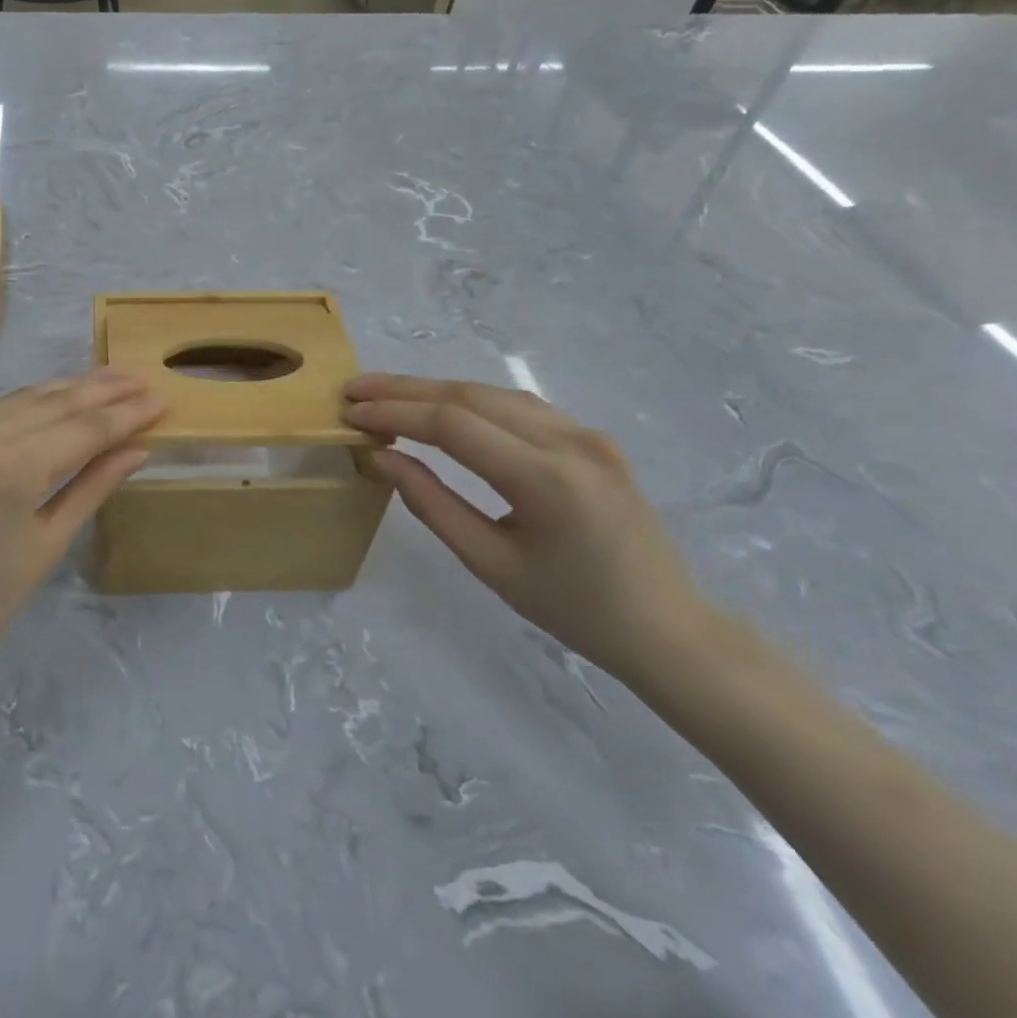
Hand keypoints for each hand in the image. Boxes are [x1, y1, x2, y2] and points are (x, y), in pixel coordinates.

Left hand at [0, 368, 165, 696]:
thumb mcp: (47, 546)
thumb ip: (93, 488)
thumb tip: (138, 449)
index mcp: (10, 469)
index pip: (83, 428)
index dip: (126, 414)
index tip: (160, 399)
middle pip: (53, 403)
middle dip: (101, 390)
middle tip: (140, 378)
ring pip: (18, 399)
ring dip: (65, 389)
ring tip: (106, 379)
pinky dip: (24, 405)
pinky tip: (50, 400)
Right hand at [341, 374, 707, 679]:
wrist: (666, 627)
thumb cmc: (573, 608)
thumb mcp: (490, 563)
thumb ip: (432, 504)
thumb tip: (382, 458)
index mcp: (547, 479)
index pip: (453, 425)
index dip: (395, 413)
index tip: (350, 411)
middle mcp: (571, 441)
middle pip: (471, 395)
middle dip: (405, 390)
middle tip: (354, 390)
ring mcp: (587, 434)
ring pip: (494, 394)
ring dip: (435, 391)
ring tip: (386, 395)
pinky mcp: (593, 439)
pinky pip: (520, 407)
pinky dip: (470, 402)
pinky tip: (441, 408)